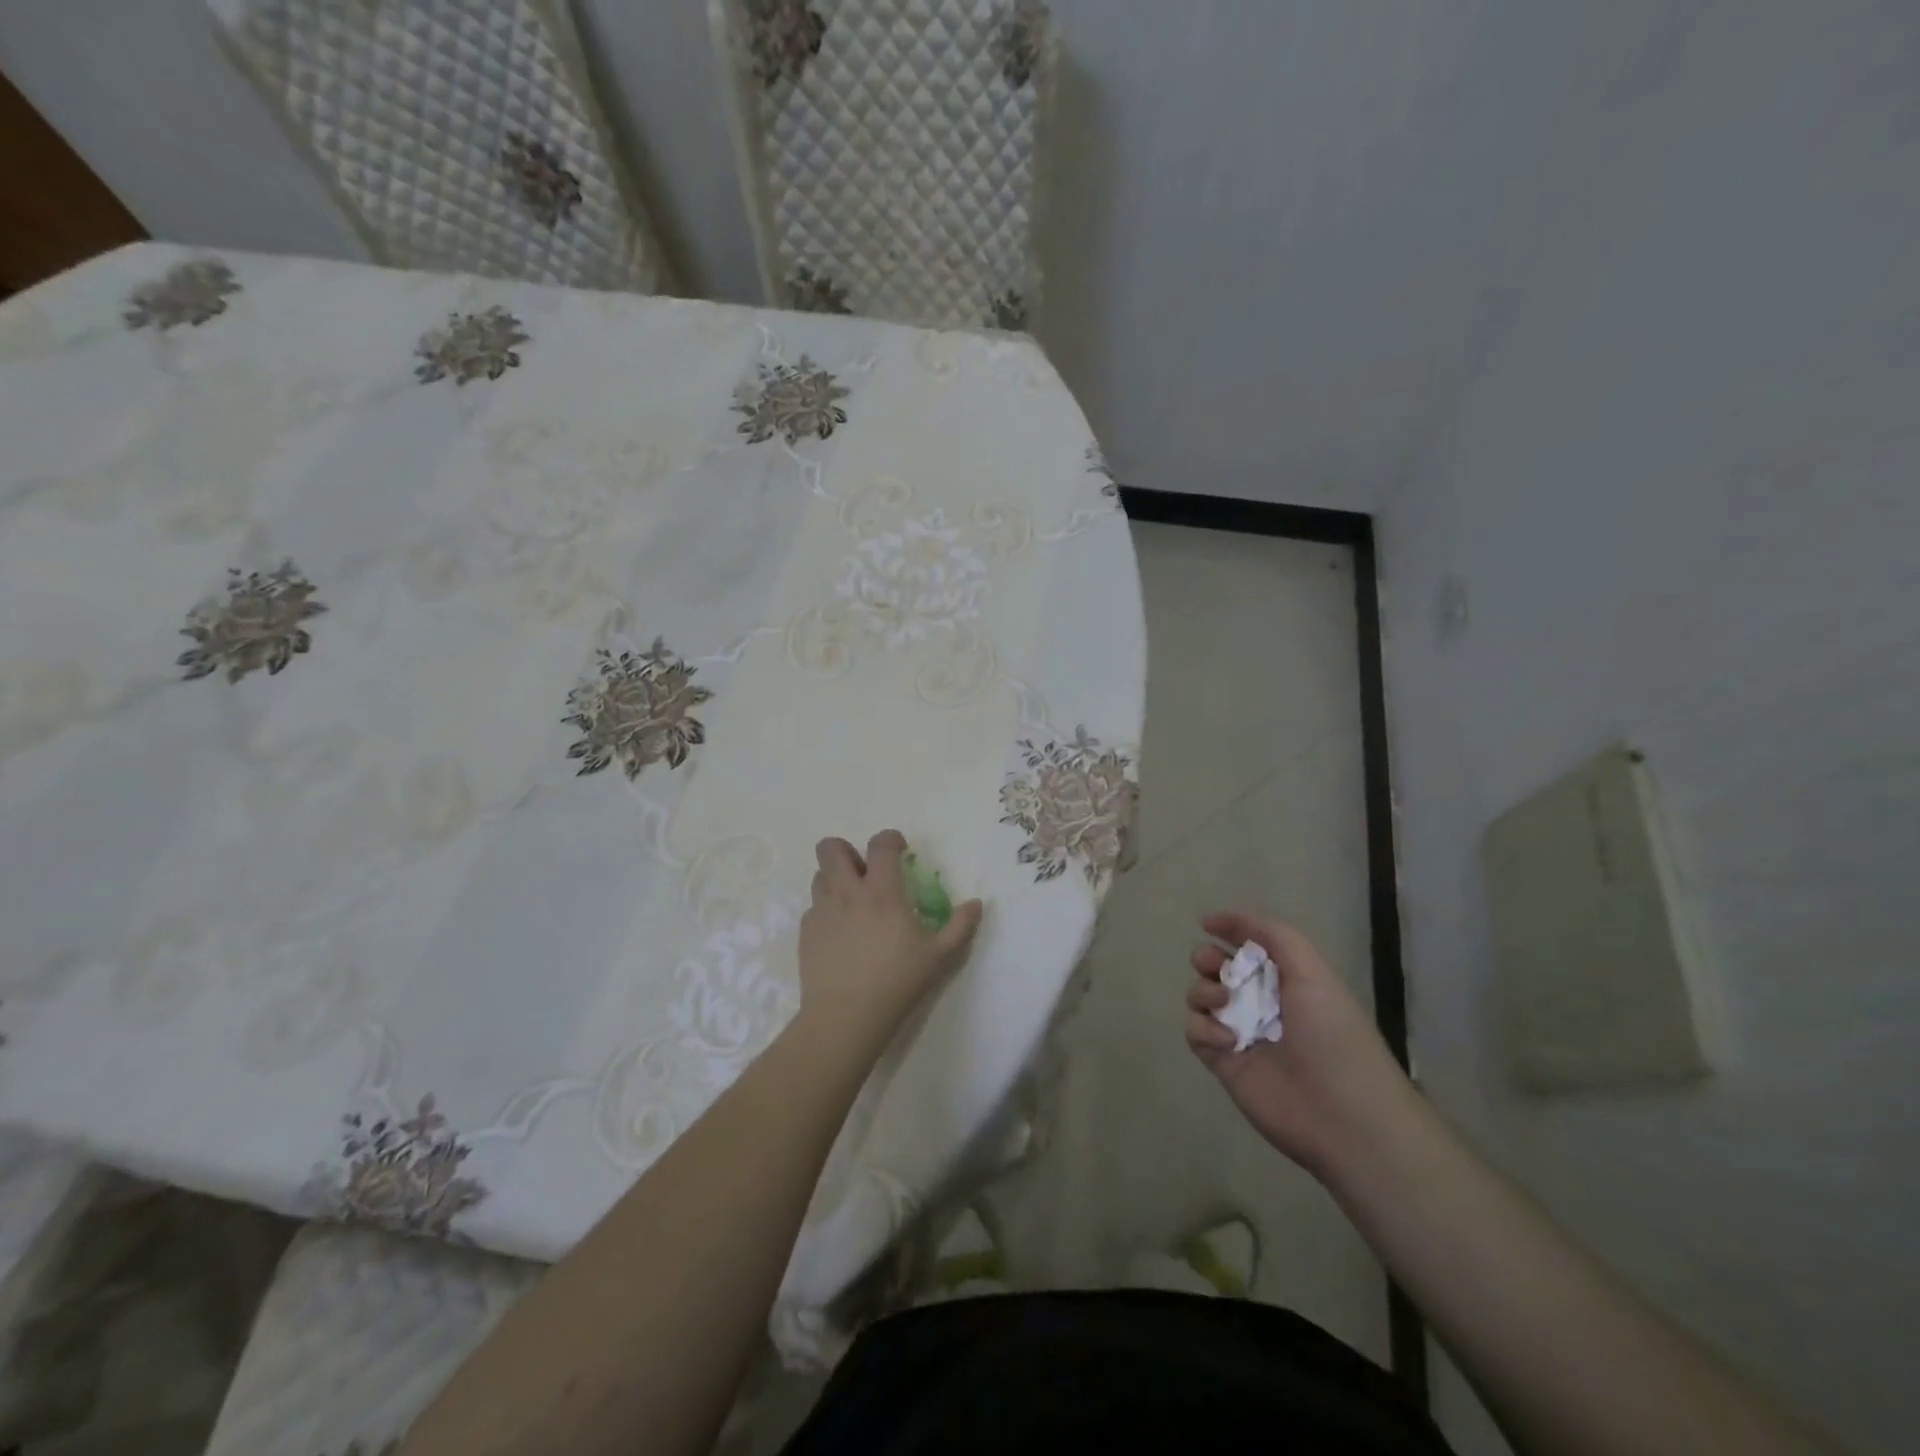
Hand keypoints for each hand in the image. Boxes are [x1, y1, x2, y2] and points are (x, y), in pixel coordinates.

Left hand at [798, 830, 983, 1056]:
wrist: (846, 1016)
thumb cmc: (897, 982)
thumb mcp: (939, 956)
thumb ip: (960, 926)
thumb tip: (977, 903)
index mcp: (881, 892)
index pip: (880, 845)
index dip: (890, 839)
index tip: (899, 850)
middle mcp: (847, 893)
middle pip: (830, 848)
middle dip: (846, 850)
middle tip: (864, 872)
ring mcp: (822, 911)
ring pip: (819, 875)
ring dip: (834, 879)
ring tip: (851, 901)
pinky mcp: (806, 932)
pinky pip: (813, 908)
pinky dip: (826, 910)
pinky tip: (839, 933)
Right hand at [1185, 910, 1414, 1179]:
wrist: (1342, 1115)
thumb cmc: (1331, 1034)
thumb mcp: (1311, 970)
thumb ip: (1271, 934)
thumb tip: (1215, 920)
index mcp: (1286, 978)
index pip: (1247, 943)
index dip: (1228, 929)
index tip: (1208, 923)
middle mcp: (1260, 1001)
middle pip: (1215, 966)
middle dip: (1207, 958)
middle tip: (1214, 966)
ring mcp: (1238, 1031)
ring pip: (1199, 996)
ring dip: (1203, 991)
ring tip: (1223, 1005)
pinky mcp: (1222, 1061)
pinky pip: (1194, 1031)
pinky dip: (1203, 1029)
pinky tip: (1228, 1042)